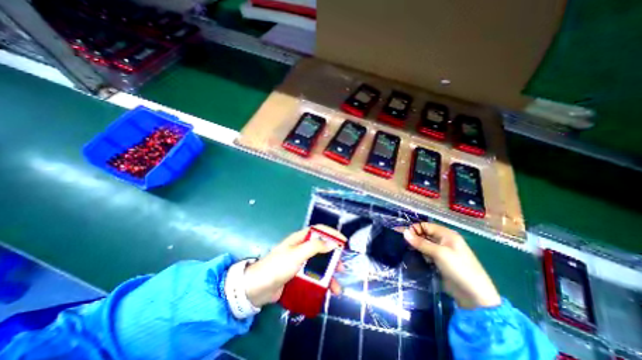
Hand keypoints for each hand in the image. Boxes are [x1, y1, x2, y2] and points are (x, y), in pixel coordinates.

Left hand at [244, 225, 346, 306]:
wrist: (257, 289)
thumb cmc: (277, 267)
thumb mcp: (296, 254)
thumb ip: (314, 247)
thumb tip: (332, 243)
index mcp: (300, 239)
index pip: (319, 230)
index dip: (332, 234)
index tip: (344, 242)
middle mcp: (301, 248)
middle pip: (321, 249)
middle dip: (333, 258)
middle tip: (341, 268)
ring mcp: (299, 263)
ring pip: (319, 265)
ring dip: (329, 275)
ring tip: (337, 288)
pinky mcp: (298, 275)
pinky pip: (313, 276)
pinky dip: (321, 283)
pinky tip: (326, 291)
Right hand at [399, 222, 501, 309]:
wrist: (474, 297)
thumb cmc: (459, 269)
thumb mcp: (439, 253)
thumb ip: (421, 243)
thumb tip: (404, 232)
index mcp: (447, 234)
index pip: (425, 226)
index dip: (414, 229)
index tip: (402, 235)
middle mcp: (443, 240)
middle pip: (424, 234)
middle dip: (413, 237)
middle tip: (400, 242)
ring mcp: (441, 251)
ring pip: (424, 244)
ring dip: (415, 246)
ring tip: (404, 248)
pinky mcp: (439, 261)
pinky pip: (426, 253)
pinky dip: (419, 253)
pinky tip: (412, 255)